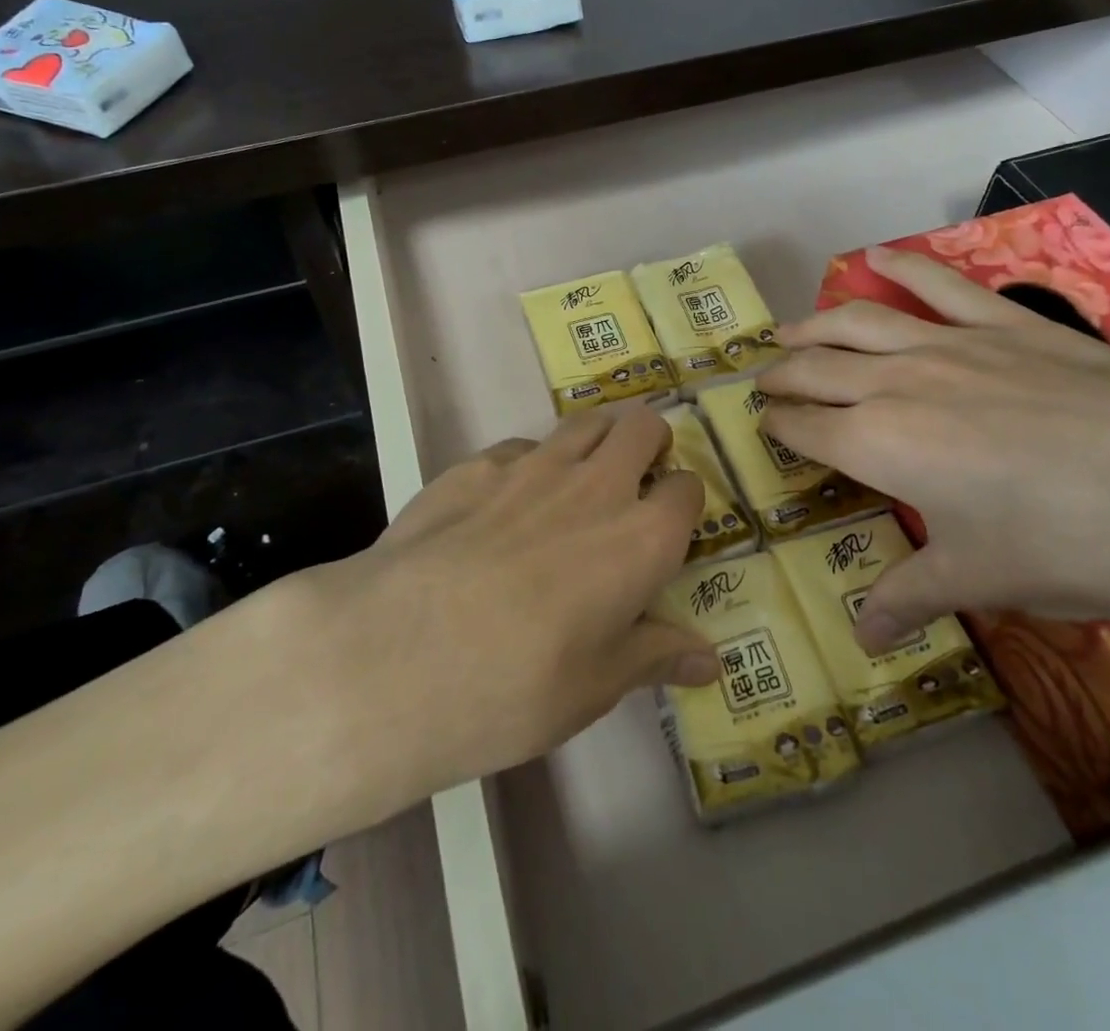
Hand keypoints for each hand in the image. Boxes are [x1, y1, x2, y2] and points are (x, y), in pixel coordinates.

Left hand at [296, 404, 716, 804]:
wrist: (399, 652)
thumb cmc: (517, 685)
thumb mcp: (596, 687)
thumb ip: (655, 656)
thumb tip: (710, 659)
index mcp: (641, 537)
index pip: (687, 490)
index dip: (684, 502)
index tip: (670, 525)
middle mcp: (595, 485)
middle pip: (641, 426)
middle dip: (649, 441)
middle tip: (636, 476)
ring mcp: (532, 466)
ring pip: (584, 422)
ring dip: (596, 438)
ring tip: (581, 476)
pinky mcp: (475, 465)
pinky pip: (520, 448)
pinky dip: (529, 463)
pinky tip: (505, 503)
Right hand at [756, 246, 1109, 651]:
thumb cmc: (1072, 545)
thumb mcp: (982, 580)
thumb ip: (909, 597)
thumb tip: (862, 641)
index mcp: (878, 445)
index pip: (805, 429)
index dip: (777, 427)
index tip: (763, 427)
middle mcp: (894, 383)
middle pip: (817, 368)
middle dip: (782, 375)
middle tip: (764, 381)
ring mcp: (948, 343)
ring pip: (857, 320)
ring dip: (814, 323)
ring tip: (788, 329)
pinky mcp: (1004, 322)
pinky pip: (937, 283)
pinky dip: (901, 265)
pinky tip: (876, 256)